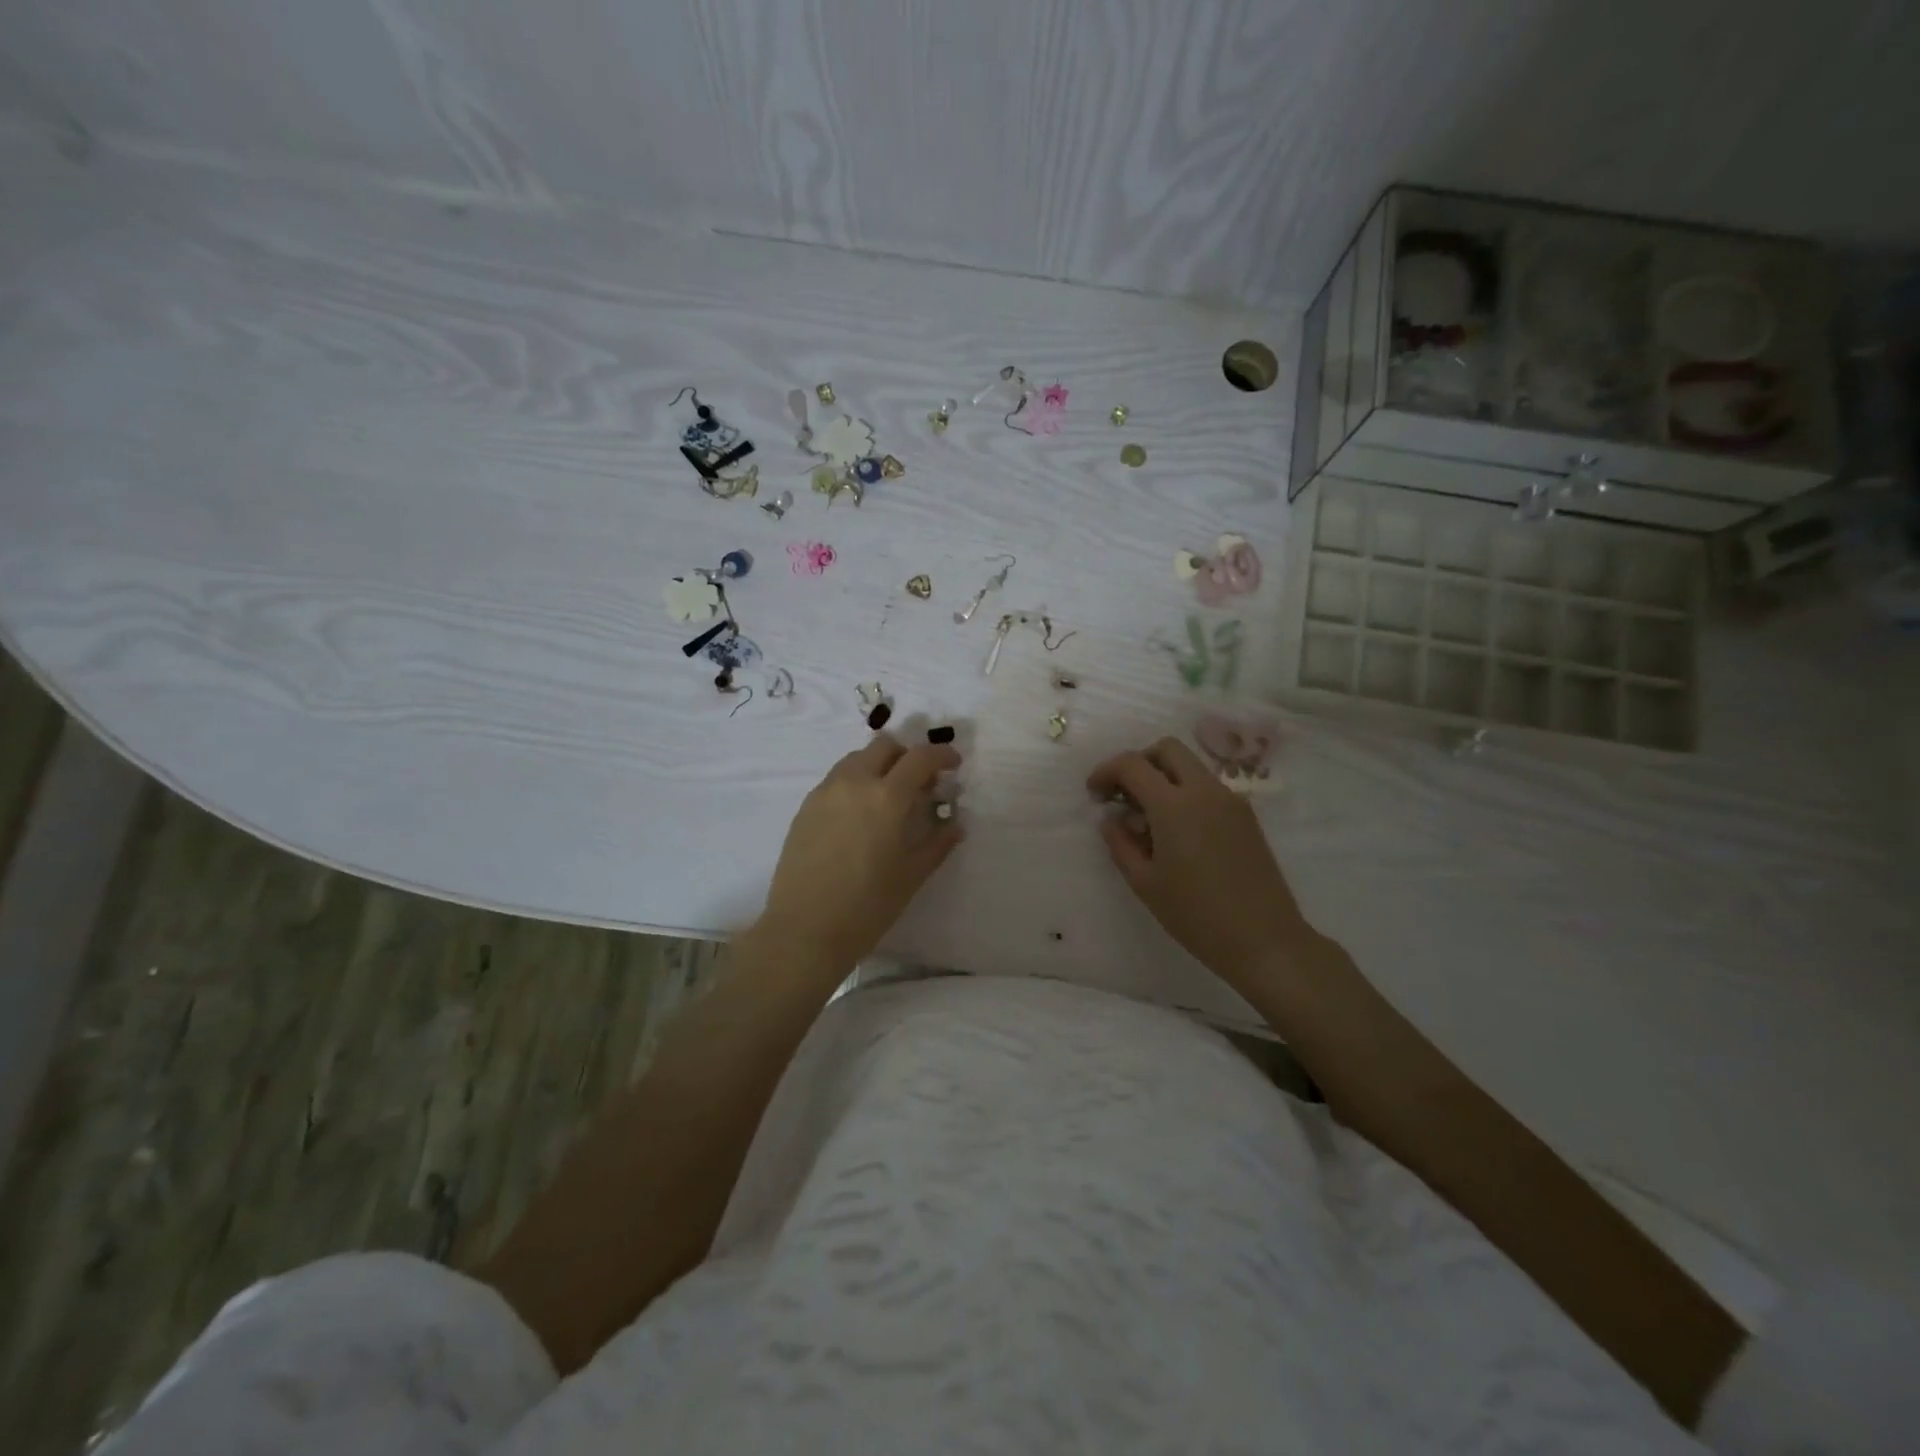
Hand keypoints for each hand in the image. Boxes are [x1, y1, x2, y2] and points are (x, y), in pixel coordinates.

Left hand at [756, 732, 963, 974]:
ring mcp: (825, 792)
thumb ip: (938, 843)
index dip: (942, 755)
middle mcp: (854, 783)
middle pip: (884, 746)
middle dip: (907, 756)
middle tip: (920, 783)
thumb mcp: (912, 875)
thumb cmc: (867, 906)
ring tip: (888, 799)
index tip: (954, 765)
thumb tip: (955, 823)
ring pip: (857, 759)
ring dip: (879, 766)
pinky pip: (836, 779)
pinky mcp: (806, 807)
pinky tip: (860, 816)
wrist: (805, 930)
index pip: (920, 757)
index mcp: (887, 797)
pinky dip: (856, 783)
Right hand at [1087, 737, 1309, 987]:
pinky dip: (1185, 793)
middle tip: (1123, 795)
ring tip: (1148, 819)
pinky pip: (1208, 788)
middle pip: (1167, 749)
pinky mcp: (1246, 816)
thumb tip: (1111, 819)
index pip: (1132, 764)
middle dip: (1139, 762)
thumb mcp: (1145, 883)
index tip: (1095, 795)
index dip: (1106, 772)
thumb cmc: (1196, 915)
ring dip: (1164, 777)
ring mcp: (1231, 801)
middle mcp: (1205, 791)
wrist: (1265, 940)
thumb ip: (1121, 843)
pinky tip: (1178, 832)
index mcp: (1175, 805)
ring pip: (1191, 766)